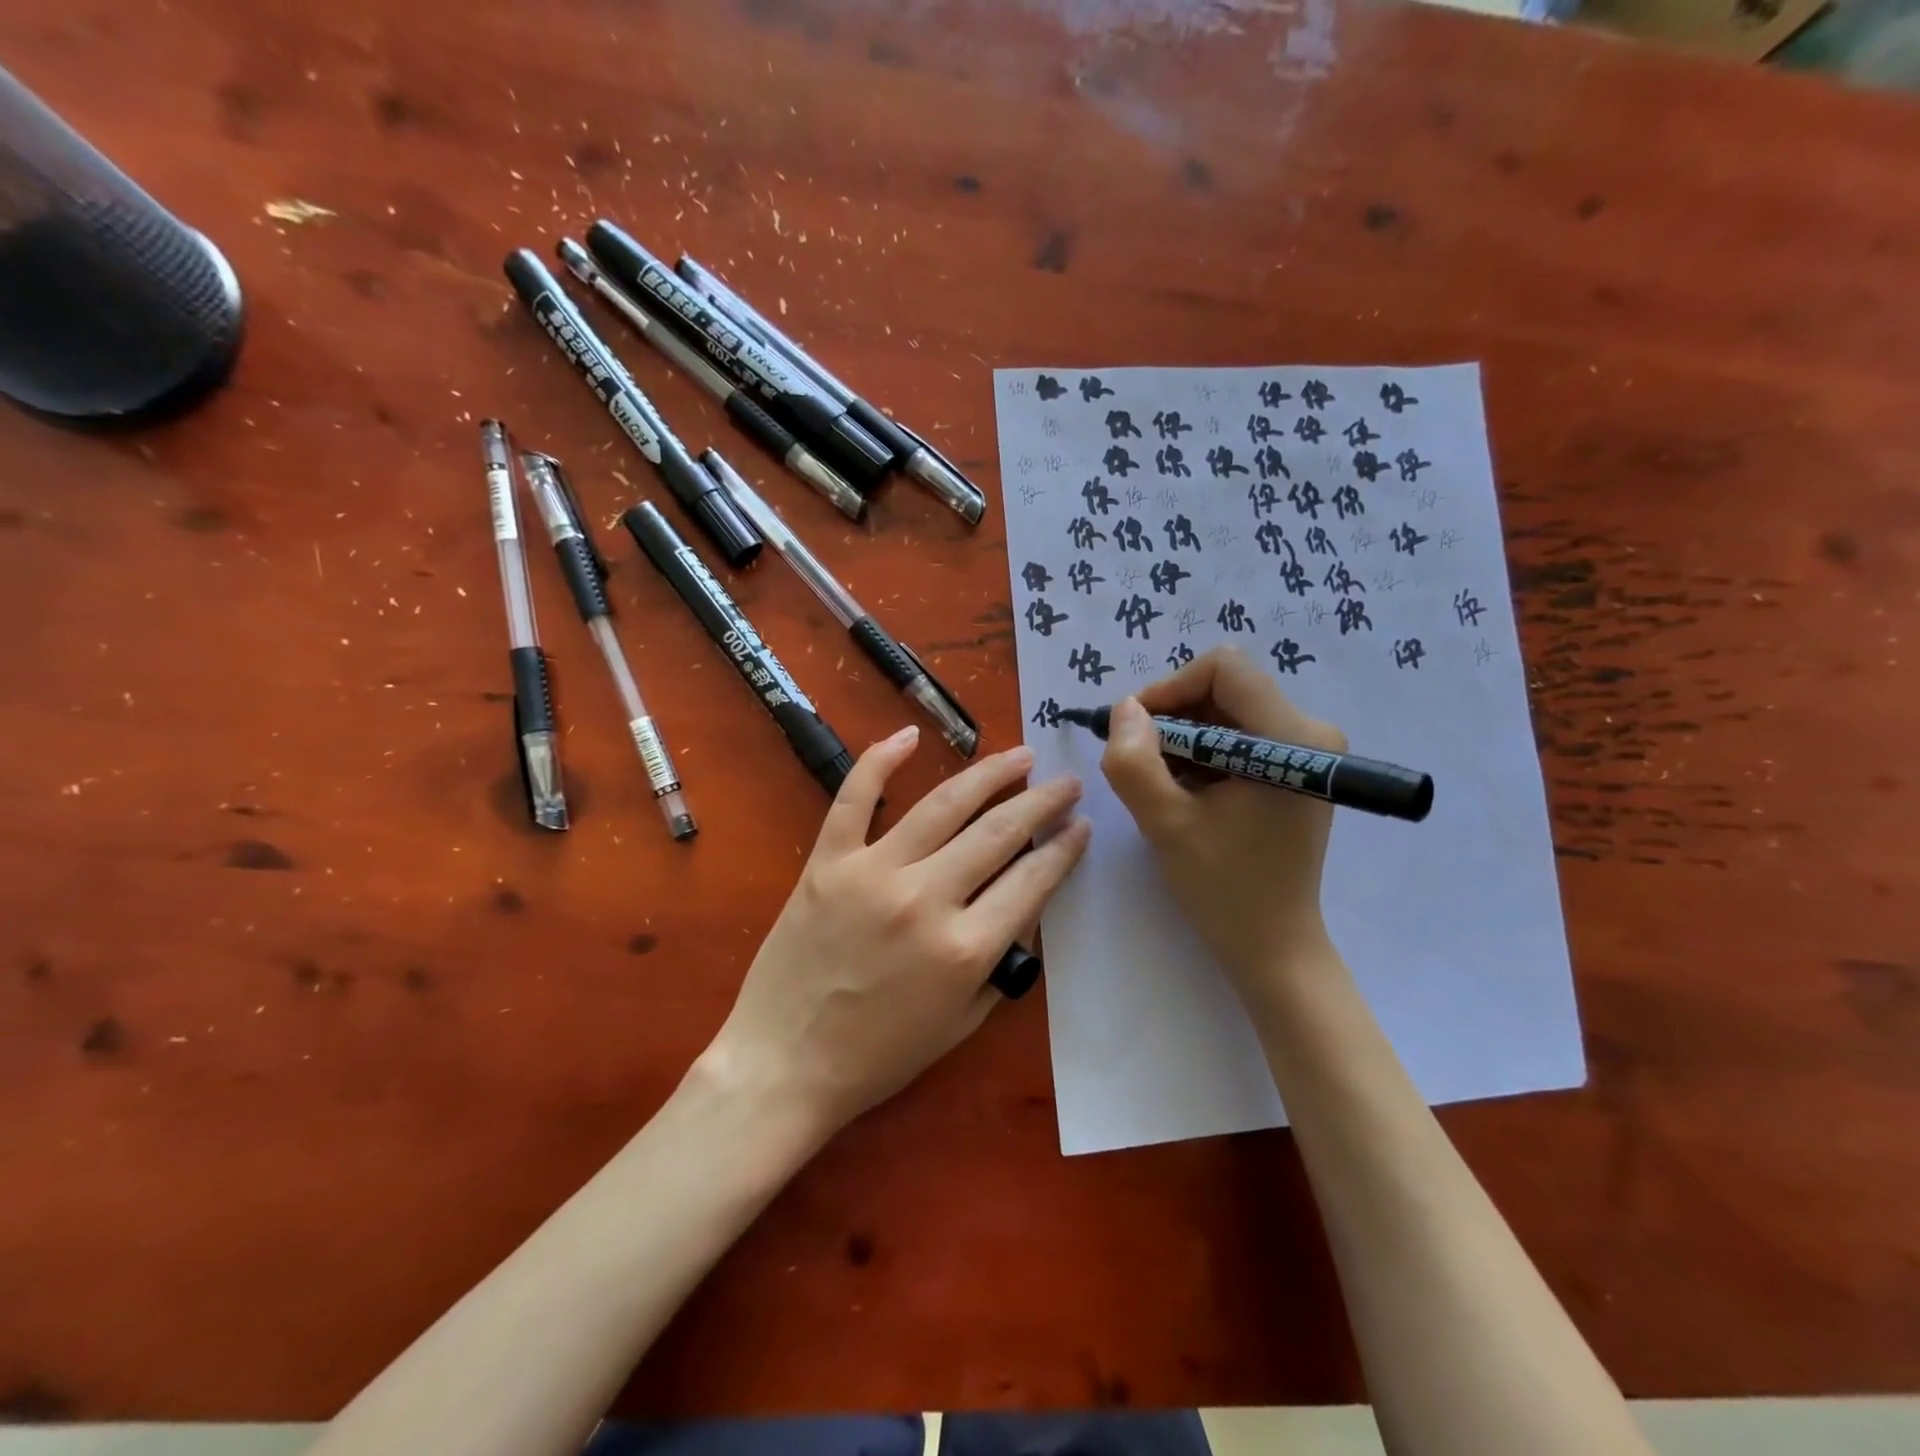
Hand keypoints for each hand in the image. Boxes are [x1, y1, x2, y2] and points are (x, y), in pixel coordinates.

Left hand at [703, 726, 1090, 1139]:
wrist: (784, 1064)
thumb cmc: (878, 1055)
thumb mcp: (962, 1022)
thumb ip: (1002, 962)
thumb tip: (1026, 903)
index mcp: (965, 949)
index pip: (1033, 880)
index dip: (1065, 848)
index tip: (1081, 825)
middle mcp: (926, 899)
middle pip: (999, 832)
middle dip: (1042, 802)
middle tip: (1065, 781)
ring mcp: (873, 873)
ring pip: (944, 805)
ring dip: (990, 773)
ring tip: (1021, 756)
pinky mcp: (828, 862)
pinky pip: (856, 798)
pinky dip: (881, 760)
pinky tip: (909, 734)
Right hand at [1100, 646, 1345, 1010]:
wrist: (1273, 945)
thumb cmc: (1225, 888)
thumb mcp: (1166, 824)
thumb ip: (1134, 762)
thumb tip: (1124, 708)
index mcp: (1291, 737)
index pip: (1224, 669)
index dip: (1169, 689)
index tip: (1136, 731)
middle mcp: (1309, 731)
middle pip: (1224, 687)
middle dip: (1172, 718)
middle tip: (1139, 760)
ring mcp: (1306, 750)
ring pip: (1225, 710)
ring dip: (1182, 739)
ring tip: (1160, 784)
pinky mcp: (1295, 768)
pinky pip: (1236, 735)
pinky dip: (1200, 754)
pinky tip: (1184, 791)